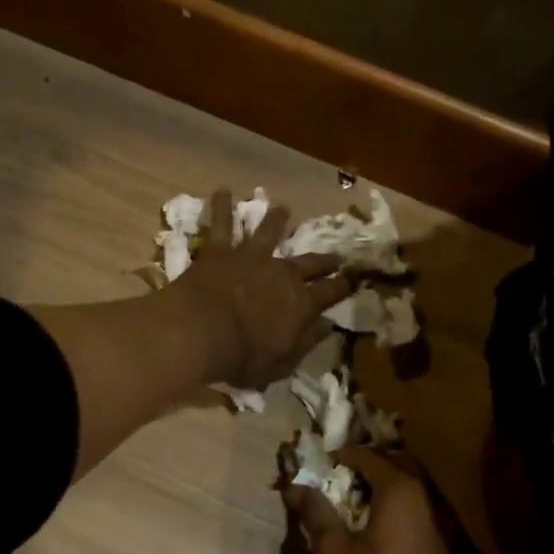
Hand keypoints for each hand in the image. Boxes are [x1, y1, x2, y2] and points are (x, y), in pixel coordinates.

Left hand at [174, 189, 350, 388]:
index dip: (342, 287)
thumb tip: (327, 326)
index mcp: (301, 304)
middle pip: (309, 262)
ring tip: (283, 209)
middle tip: (335, 255)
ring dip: (276, 220)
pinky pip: (221, 223)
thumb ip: (305, 343)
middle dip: (324, 259)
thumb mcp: (281, 363)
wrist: (201, 332)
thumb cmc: (242, 356)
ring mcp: (251, 257)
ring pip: (268, 232)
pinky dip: (221, 206)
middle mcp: (282, 273)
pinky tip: (222, 190)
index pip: (330, 293)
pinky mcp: (221, 250)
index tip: (352, 281)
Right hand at [283, 447, 465, 553]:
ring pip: (408, 495)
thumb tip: (296, 484)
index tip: (315, 461)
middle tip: (332, 474)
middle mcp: (428, 507)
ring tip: (344, 501)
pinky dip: (390, 514)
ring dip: (379, 490)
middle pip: (398, 469)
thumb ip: (317, 514)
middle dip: (365, 466)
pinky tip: (367, 535)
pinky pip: (413, 520)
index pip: (371, 457)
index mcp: (404, 497)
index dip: (341, 455)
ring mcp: (438, 536)